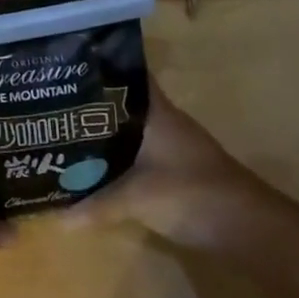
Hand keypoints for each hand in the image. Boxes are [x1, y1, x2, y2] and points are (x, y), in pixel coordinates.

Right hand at [66, 78, 263, 249]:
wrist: (247, 228)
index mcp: (156, 112)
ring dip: (101, 136)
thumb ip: (96, 205)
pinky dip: (115, 161)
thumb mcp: (137, 198)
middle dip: (89, 107)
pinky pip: (135, 158)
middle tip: (51, 107)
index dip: (99, 69)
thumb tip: (56, 216)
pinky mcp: (173, 173)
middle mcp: (162, 123)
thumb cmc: (191, 193)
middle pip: (120, 107)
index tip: (64, 69)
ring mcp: (170, 148)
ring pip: (127, 133)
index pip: (126, 76)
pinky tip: (92, 170)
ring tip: (62, 137)